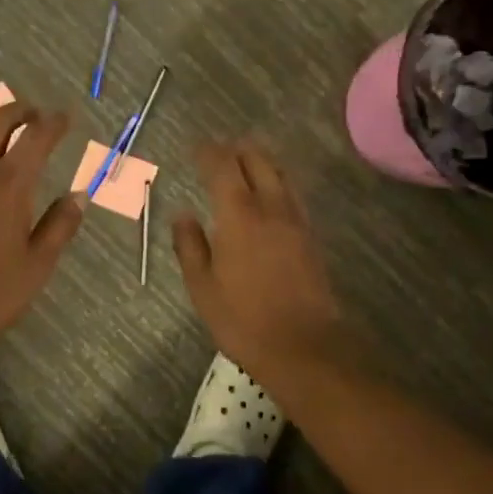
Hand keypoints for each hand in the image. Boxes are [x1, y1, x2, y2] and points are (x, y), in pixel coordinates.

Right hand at [173, 140, 348, 377]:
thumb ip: (190, 246)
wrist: (303, 345)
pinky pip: (292, 195)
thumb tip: (182, 215)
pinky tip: (269, 197)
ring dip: (261, 162)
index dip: (208, 153)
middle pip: (258, 161)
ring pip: (280, 175)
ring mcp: (296, 221)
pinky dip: (277, 184)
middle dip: (238, 150)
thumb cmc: (243, 319)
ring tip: (245, 164)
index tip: (196, 148)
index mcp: (239, 215)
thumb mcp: (202, 287)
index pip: (223, 167)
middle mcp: (271, 208)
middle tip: (221, 150)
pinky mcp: (311, 237)